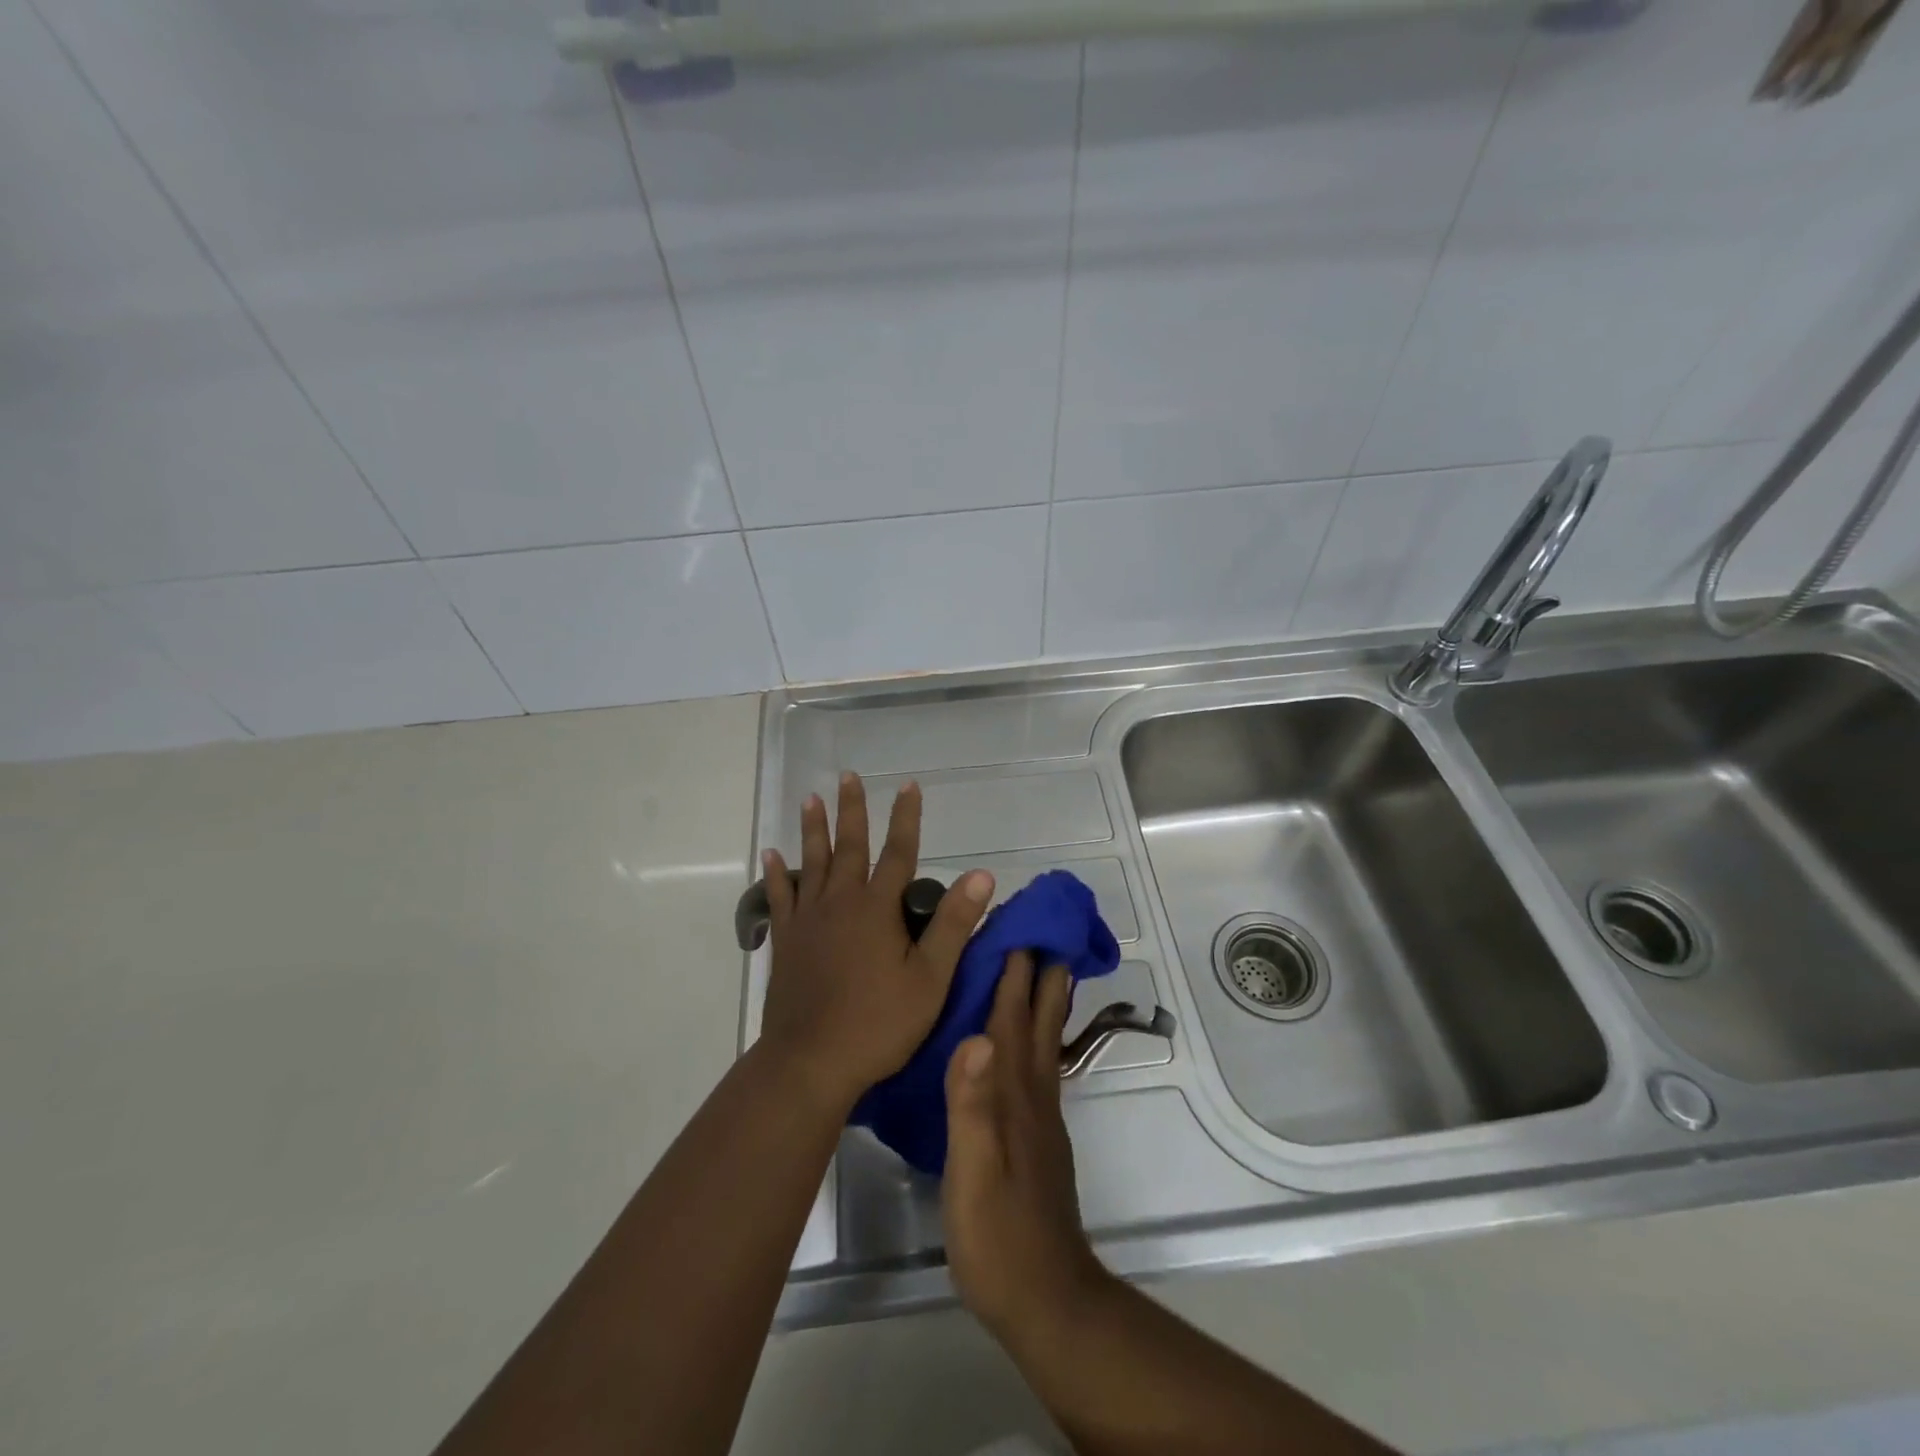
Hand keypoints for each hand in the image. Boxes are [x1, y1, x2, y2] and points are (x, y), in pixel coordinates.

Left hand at [757, 772, 994, 1112]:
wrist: (811, 1061)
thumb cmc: (878, 1023)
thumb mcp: (930, 978)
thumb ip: (954, 924)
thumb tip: (981, 874)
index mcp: (877, 908)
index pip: (898, 851)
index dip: (906, 817)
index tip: (908, 785)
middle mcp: (840, 902)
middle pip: (849, 846)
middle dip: (852, 809)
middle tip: (847, 776)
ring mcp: (808, 920)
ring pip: (812, 862)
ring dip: (813, 829)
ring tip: (811, 799)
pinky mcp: (785, 941)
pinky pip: (780, 897)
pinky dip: (776, 874)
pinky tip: (771, 856)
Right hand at [942, 952, 1111, 1339]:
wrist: (1046, 1299)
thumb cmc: (998, 1236)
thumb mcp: (971, 1172)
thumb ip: (970, 1106)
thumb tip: (975, 1035)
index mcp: (1013, 1095)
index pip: (1011, 1018)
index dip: (1014, 973)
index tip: (1016, 926)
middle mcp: (1033, 1094)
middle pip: (1039, 1020)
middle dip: (1041, 973)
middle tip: (1043, 930)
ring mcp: (1041, 1116)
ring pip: (1044, 1041)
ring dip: (1045, 1000)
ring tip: (1047, 967)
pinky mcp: (1040, 1137)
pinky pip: (1040, 1066)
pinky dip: (1038, 1036)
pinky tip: (1029, 1039)